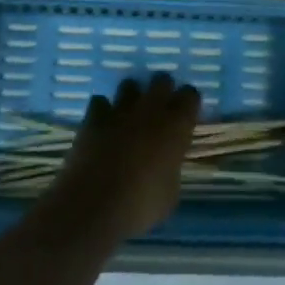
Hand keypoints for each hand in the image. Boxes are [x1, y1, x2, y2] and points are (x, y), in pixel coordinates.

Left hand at [47, 73, 200, 240]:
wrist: (95, 204)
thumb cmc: (141, 204)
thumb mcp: (170, 193)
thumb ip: (171, 168)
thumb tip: (166, 164)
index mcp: (177, 126)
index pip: (191, 95)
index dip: (188, 102)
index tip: (186, 114)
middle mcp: (151, 109)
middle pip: (161, 80)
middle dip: (162, 90)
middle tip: (159, 110)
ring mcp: (120, 110)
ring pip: (130, 85)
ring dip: (131, 97)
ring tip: (129, 115)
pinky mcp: (94, 117)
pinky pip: (100, 102)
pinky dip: (102, 111)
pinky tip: (102, 125)